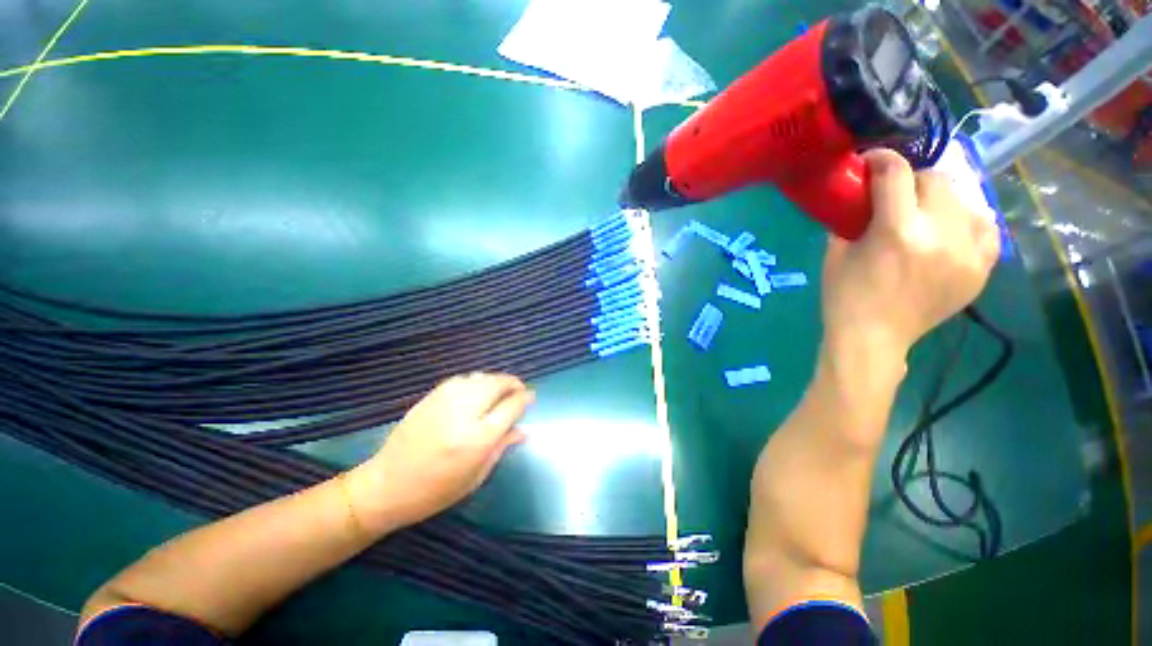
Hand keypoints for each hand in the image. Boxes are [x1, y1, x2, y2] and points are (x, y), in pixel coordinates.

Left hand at [345, 373, 533, 533]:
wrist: (385, 486)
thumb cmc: (435, 491)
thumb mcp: (475, 477)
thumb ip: (501, 448)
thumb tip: (523, 430)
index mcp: (477, 440)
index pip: (510, 407)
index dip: (524, 398)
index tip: (531, 397)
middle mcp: (463, 415)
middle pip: (497, 385)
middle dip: (513, 384)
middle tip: (518, 391)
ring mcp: (444, 402)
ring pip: (480, 378)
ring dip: (495, 380)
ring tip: (500, 391)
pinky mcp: (430, 397)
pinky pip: (462, 379)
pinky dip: (476, 380)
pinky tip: (477, 390)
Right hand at [822, 149, 999, 361]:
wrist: (873, 338)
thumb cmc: (844, 297)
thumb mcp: (835, 255)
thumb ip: (850, 219)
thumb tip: (860, 194)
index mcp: (896, 231)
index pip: (897, 173)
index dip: (882, 159)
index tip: (872, 160)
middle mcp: (940, 234)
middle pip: (938, 179)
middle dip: (913, 179)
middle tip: (896, 194)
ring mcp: (968, 252)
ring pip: (965, 199)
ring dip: (941, 199)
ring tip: (925, 214)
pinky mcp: (982, 268)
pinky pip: (987, 227)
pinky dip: (969, 220)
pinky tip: (952, 228)